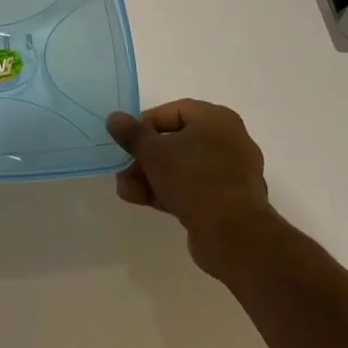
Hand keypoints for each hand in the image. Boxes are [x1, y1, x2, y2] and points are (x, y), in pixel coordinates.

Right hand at [106, 99, 274, 280]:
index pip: (173, 112)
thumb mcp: (154, 152)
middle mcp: (229, 141)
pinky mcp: (229, 202)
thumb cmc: (194, 178)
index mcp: (217, 119)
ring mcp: (232, 174)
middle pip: (177, 142)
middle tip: (123, 169)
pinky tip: (143, 201)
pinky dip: (169, 192)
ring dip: (151, 177)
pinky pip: (194, 189)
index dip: (145, 124)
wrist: (233, 235)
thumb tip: (114, 118)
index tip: (126, 140)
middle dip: (145, 158)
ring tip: (126, 190)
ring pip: (183, 168)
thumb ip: (132, 133)